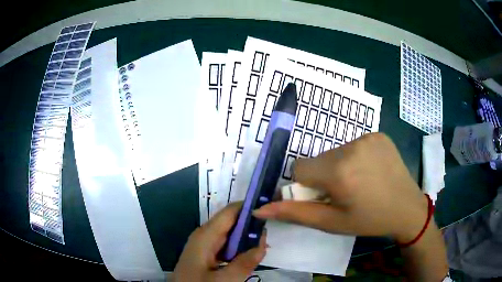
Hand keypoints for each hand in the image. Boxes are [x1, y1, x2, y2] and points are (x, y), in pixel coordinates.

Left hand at [174, 202, 266, 281]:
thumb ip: (244, 263)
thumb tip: (263, 244)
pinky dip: (239, 248)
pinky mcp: (206, 254)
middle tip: (272, 229)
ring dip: (246, 237)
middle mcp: (204, 235)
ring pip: (229, 234)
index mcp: (206, 235)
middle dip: (251, 224)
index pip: (230, 212)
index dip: (250, 207)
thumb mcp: (223, 280)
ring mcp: (204, 244)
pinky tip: (250, 254)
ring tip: (265, 241)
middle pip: (231, 222)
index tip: (270, 209)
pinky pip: (225, 245)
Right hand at [253, 133, 426, 242]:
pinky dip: (355, 158)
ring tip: (358, 182)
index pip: (300, 168)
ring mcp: (367, 137)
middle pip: (318, 159)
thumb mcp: (332, 222)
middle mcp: (351, 147)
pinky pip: (353, 144)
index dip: (306, 185)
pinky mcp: (378, 134)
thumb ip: (294, 213)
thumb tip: (260, 208)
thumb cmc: (369, 220)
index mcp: (339, 171)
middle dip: (323, 176)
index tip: (323, 196)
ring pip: (335, 152)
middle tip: (343, 193)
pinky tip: (370, 171)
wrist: (407, 208)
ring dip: (338, 167)